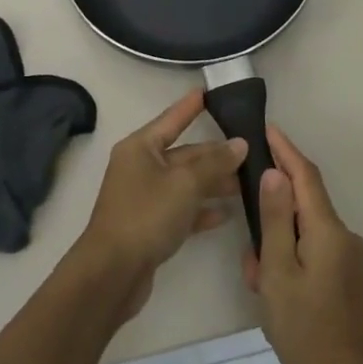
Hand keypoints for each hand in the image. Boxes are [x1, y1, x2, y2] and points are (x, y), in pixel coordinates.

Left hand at [76, 91, 247, 307]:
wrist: (113, 271)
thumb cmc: (146, 215)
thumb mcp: (185, 184)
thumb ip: (214, 163)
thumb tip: (239, 144)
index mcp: (140, 148)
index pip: (171, 119)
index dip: (191, 107)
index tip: (209, 92)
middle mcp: (140, 168)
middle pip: (183, 154)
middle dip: (214, 154)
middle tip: (250, 150)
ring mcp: (144, 197)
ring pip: (185, 183)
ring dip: (213, 182)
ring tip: (246, 183)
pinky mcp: (150, 225)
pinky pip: (181, 209)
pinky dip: (201, 210)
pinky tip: (226, 214)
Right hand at [241, 125, 362, 363]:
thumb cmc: (305, 329)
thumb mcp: (278, 272)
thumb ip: (275, 220)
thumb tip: (274, 174)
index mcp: (329, 231)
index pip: (306, 176)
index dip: (286, 150)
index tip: (266, 128)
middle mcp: (344, 238)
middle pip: (305, 205)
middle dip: (272, 211)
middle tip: (244, 238)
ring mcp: (348, 261)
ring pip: (305, 233)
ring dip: (277, 243)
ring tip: (255, 277)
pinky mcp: (346, 280)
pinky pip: (313, 253)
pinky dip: (289, 259)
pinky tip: (271, 289)